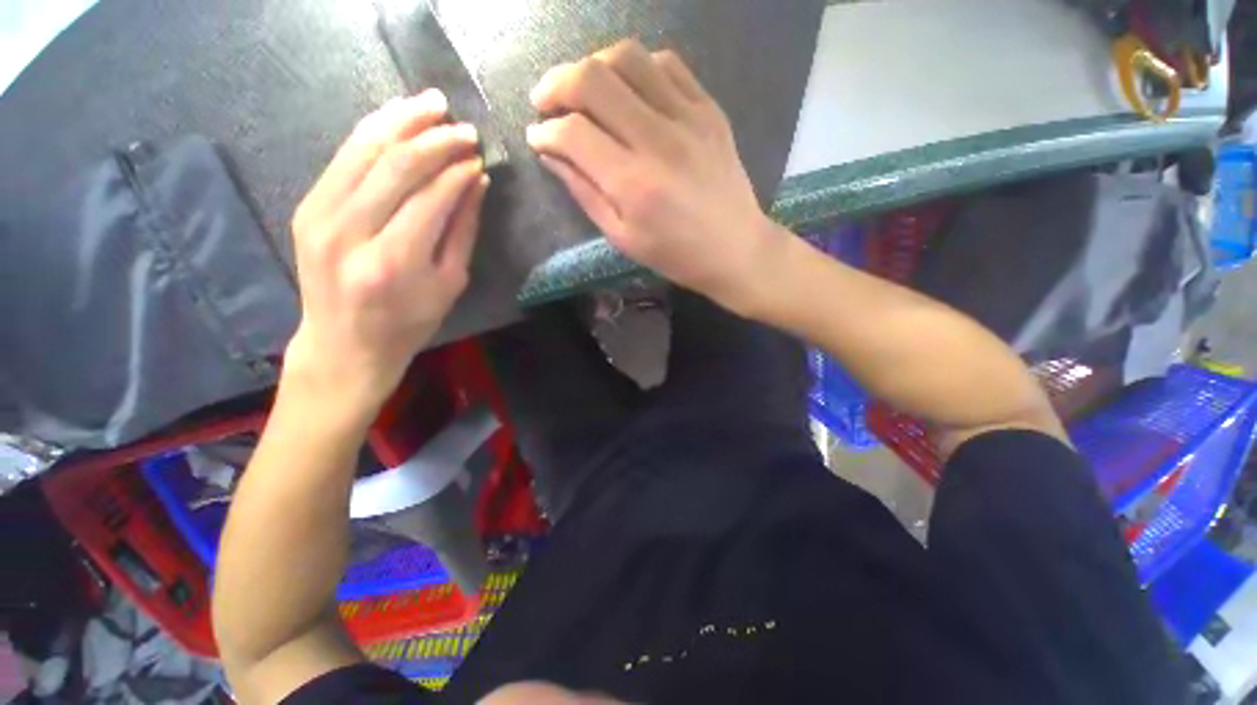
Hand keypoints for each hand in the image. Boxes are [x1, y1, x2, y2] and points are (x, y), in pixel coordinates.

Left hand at [285, 90, 487, 412]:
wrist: (344, 343)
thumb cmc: (409, 321)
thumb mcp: (450, 283)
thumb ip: (462, 229)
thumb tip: (476, 181)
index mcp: (394, 261)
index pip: (432, 196)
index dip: (459, 170)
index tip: (479, 156)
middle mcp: (350, 232)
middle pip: (396, 164)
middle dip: (436, 139)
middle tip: (464, 128)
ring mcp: (319, 215)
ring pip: (363, 149)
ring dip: (402, 121)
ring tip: (432, 105)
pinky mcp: (306, 207)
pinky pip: (342, 157)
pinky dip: (372, 132)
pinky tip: (396, 119)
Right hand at [526, 39, 783, 313]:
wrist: (736, 249)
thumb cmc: (675, 255)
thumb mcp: (622, 238)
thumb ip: (584, 192)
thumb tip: (550, 154)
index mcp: (633, 184)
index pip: (574, 133)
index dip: (545, 131)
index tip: (537, 137)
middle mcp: (658, 141)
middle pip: (593, 79)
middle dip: (556, 84)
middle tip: (546, 101)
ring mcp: (689, 118)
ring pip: (627, 58)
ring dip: (594, 67)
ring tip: (586, 91)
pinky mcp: (709, 110)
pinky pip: (666, 64)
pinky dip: (637, 68)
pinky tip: (629, 90)